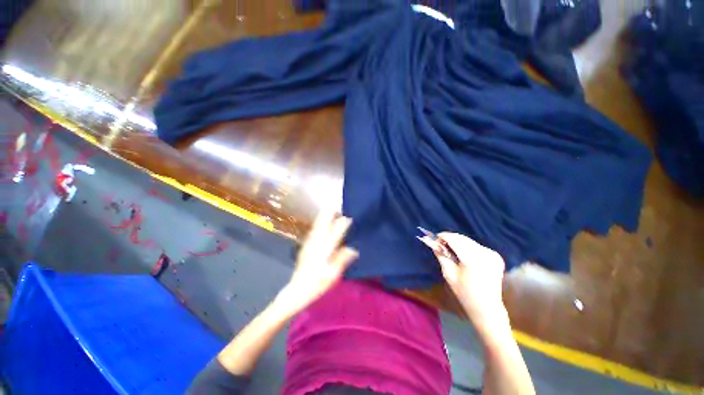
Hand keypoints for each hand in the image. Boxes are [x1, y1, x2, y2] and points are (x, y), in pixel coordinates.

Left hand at [277, 207, 358, 314]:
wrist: (297, 290)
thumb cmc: (317, 284)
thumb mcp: (334, 274)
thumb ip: (343, 258)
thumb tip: (354, 247)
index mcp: (325, 246)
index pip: (337, 228)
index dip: (345, 220)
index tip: (352, 216)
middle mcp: (317, 239)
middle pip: (324, 218)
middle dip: (333, 210)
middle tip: (342, 208)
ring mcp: (310, 240)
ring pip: (318, 221)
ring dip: (327, 214)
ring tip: (336, 211)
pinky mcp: (306, 243)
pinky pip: (315, 227)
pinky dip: (322, 221)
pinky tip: (326, 223)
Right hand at [420, 233, 506, 327]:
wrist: (487, 307)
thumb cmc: (464, 293)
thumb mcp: (448, 273)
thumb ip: (441, 255)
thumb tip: (432, 242)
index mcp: (473, 258)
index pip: (454, 239)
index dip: (443, 237)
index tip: (435, 239)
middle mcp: (484, 253)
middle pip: (462, 238)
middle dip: (450, 239)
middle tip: (441, 245)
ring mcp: (492, 254)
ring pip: (469, 241)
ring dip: (458, 242)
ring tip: (451, 251)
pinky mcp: (496, 256)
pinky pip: (477, 246)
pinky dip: (467, 247)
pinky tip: (464, 256)